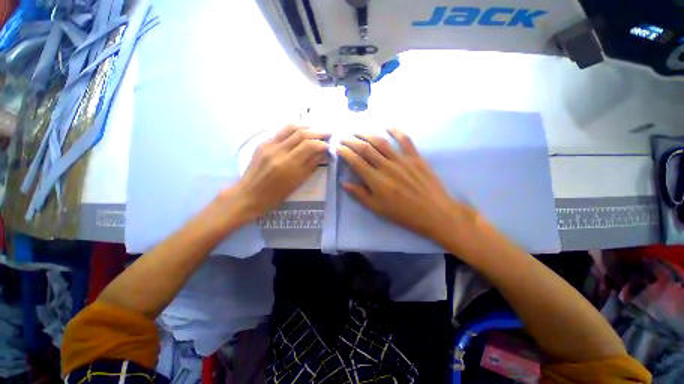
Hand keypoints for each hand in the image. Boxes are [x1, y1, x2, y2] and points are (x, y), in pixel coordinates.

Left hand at [221, 125, 328, 222]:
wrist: (248, 194)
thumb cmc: (275, 195)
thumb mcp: (297, 183)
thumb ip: (311, 165)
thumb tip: (322, 153)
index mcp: (288, 165)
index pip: (309, 145)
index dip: (321, 143)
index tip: (329, 145)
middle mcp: (278, 151)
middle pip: (301, 134)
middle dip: (317, 132)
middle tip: (327, 133)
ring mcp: (268, 145)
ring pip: (290, 128)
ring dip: (306, 126)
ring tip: (316, 128)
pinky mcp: (262, 143)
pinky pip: (281, 132)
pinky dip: (293, 130)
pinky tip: (300, 132)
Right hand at [337, 128, 478, 245]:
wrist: (434, 213)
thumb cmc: (403, 214)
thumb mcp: (377, 209)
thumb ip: (360, 194)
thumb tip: (344, 183)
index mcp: (376, 180)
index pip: (355, 161)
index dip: (345, 152)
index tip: (337, 147)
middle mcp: (386, 166)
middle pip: (365, 148)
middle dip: (351, 140)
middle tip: (343, 137)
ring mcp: (402, 160)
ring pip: (381, 142)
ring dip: (367, 133)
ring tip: (357, 130)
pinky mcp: (415, 157)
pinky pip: (405, 140)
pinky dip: (396, 130)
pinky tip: (387, 125)